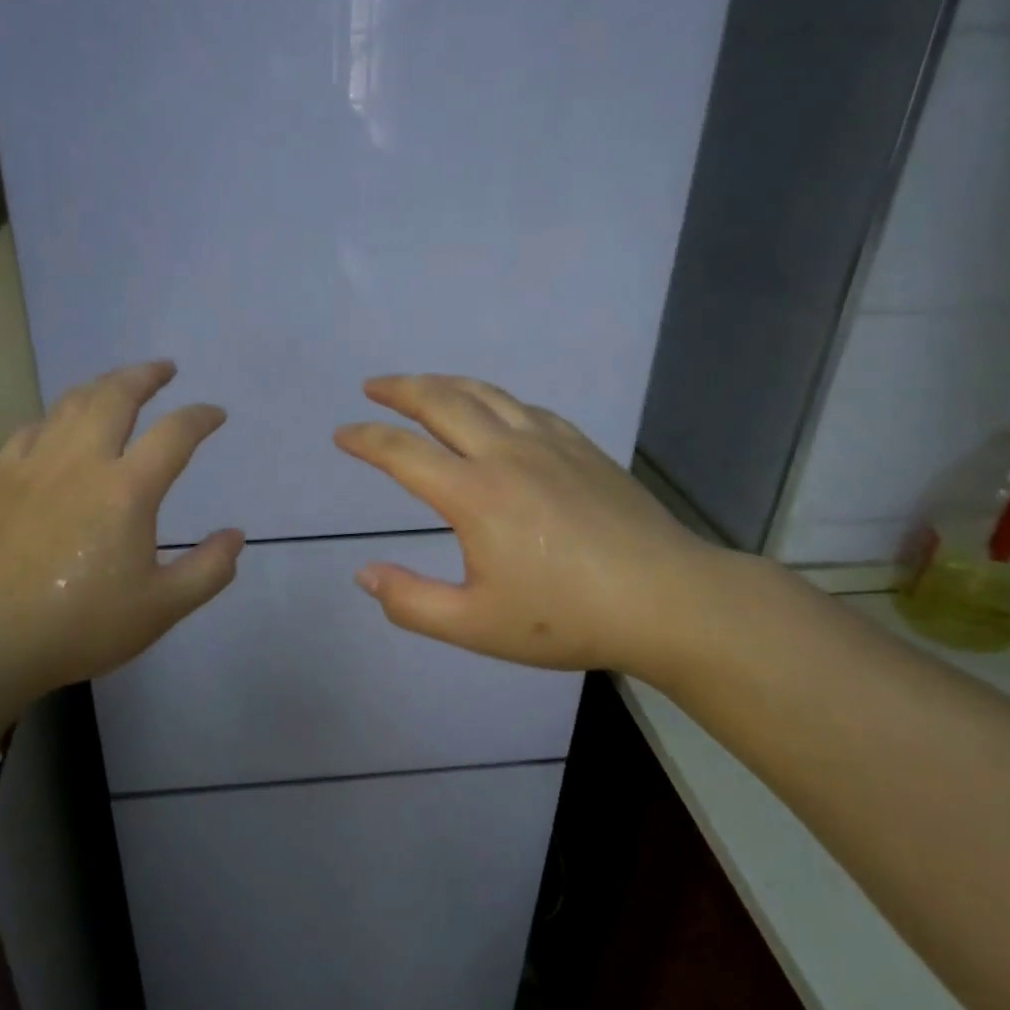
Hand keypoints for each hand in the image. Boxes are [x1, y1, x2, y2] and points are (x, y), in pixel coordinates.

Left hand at [0, 360, 243, 730]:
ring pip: (72, 403)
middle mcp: (82, 461)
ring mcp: (35, 464)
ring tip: (120, 384)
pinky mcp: (0, 477)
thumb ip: (208, 570)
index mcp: (127, 491)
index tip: (215, 415)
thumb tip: (235, 536)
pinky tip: (61, 423)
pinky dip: (56, 416)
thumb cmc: (81, 626)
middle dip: (146, 375)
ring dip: (103, 385)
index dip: (200, 417)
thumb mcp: (161, 609)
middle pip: (117, 396)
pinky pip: (32, 428)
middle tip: (165, 369)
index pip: (174, 434)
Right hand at [334, 374, 734, 685]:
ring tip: (422, 385)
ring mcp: (548, 444)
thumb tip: (364, 573)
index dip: (365, 439)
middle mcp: (505, 454)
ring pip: (485, 394)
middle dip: (400, 389)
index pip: (402, 453)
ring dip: (445, 383)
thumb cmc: (566, 617)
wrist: (666, 600)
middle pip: (441, 401)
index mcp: (473, 495)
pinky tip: (494, 411)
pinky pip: (526, 408)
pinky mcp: (581, 447)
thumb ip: (410, 601)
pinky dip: (494, 400)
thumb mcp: (475, 626)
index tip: (342, 434)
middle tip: (373, 386)